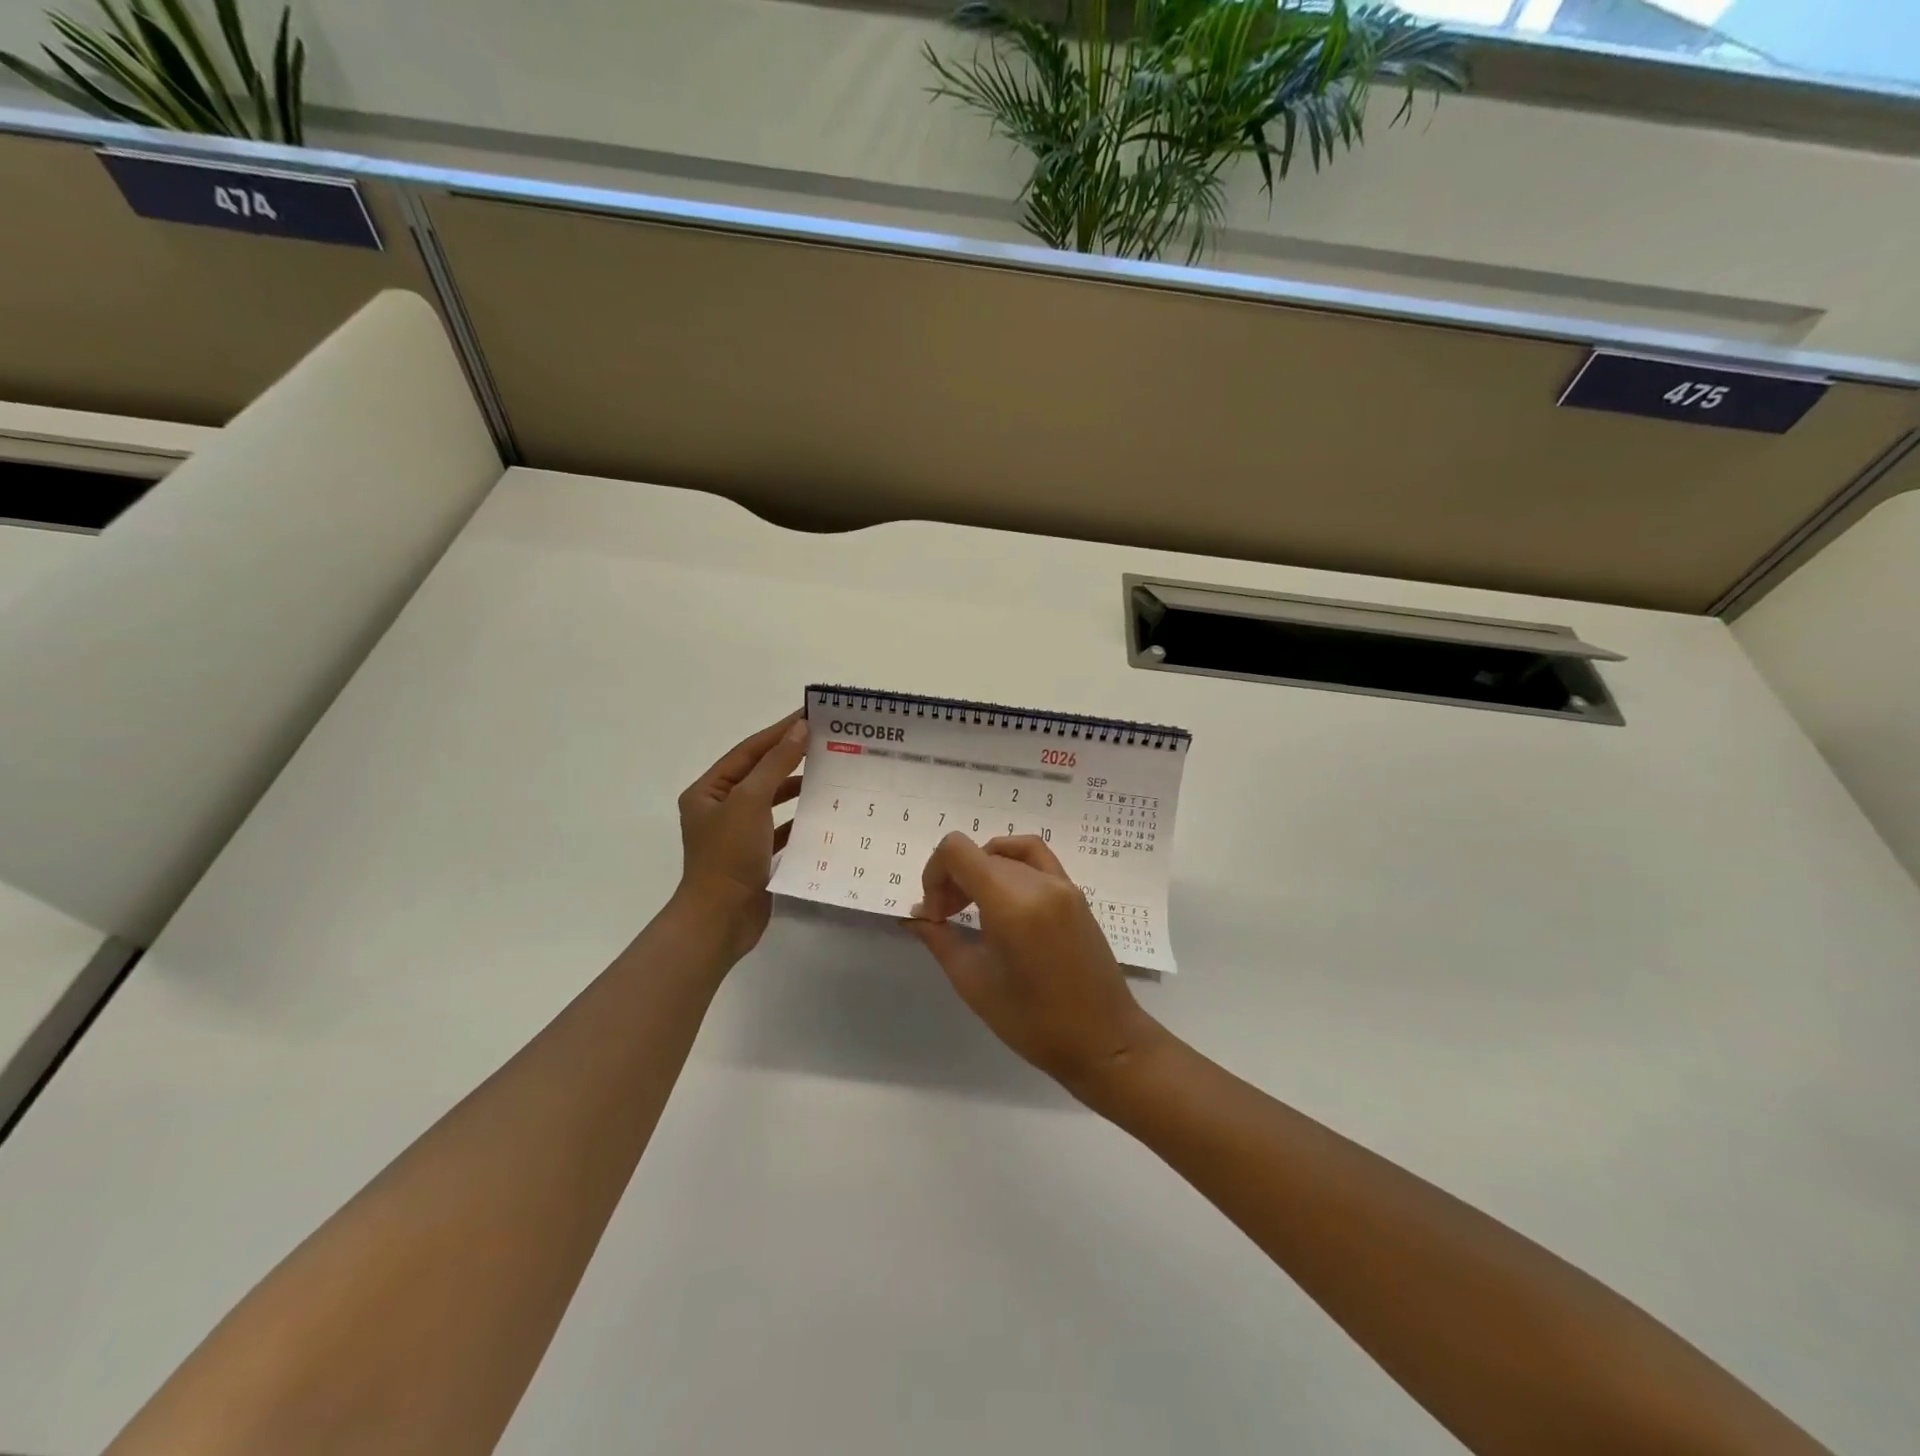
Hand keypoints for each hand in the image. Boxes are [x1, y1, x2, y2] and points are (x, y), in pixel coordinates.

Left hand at [674, 712, 806, 959]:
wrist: (720, 921)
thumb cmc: (729, 856)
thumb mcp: (750, 801)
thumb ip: (776, 764)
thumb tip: (799, 729)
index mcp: (708, 790)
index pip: (749, 750)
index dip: (779, 732)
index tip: (811, 716)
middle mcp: (720, 808)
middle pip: (760, 773)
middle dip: (791, 758)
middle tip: (827, 743)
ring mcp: (737, 834)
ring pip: (771, 801)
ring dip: (797, 788)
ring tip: (830, 775)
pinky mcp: (754, 856)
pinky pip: (780, 830)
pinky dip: (799, 821)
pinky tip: (822, 815)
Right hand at [908, 833, 1167, 1098]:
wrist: (1104, 1040)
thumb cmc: (1034, 1023)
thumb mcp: (975, 983)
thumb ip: (940, 940)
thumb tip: (916, 915)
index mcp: (1012, 903)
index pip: (957, 851)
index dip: (934, 873)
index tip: (935, 915)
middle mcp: (1038, 882)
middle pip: (979, 853)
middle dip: (953, 880)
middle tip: (946, 921)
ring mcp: (1062, 883)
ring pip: (1004, 854)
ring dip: (979, 871)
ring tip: (972, 907)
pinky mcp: (1075, 892)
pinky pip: (1035, 857)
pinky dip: (1009, 862)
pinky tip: (1000, 891)